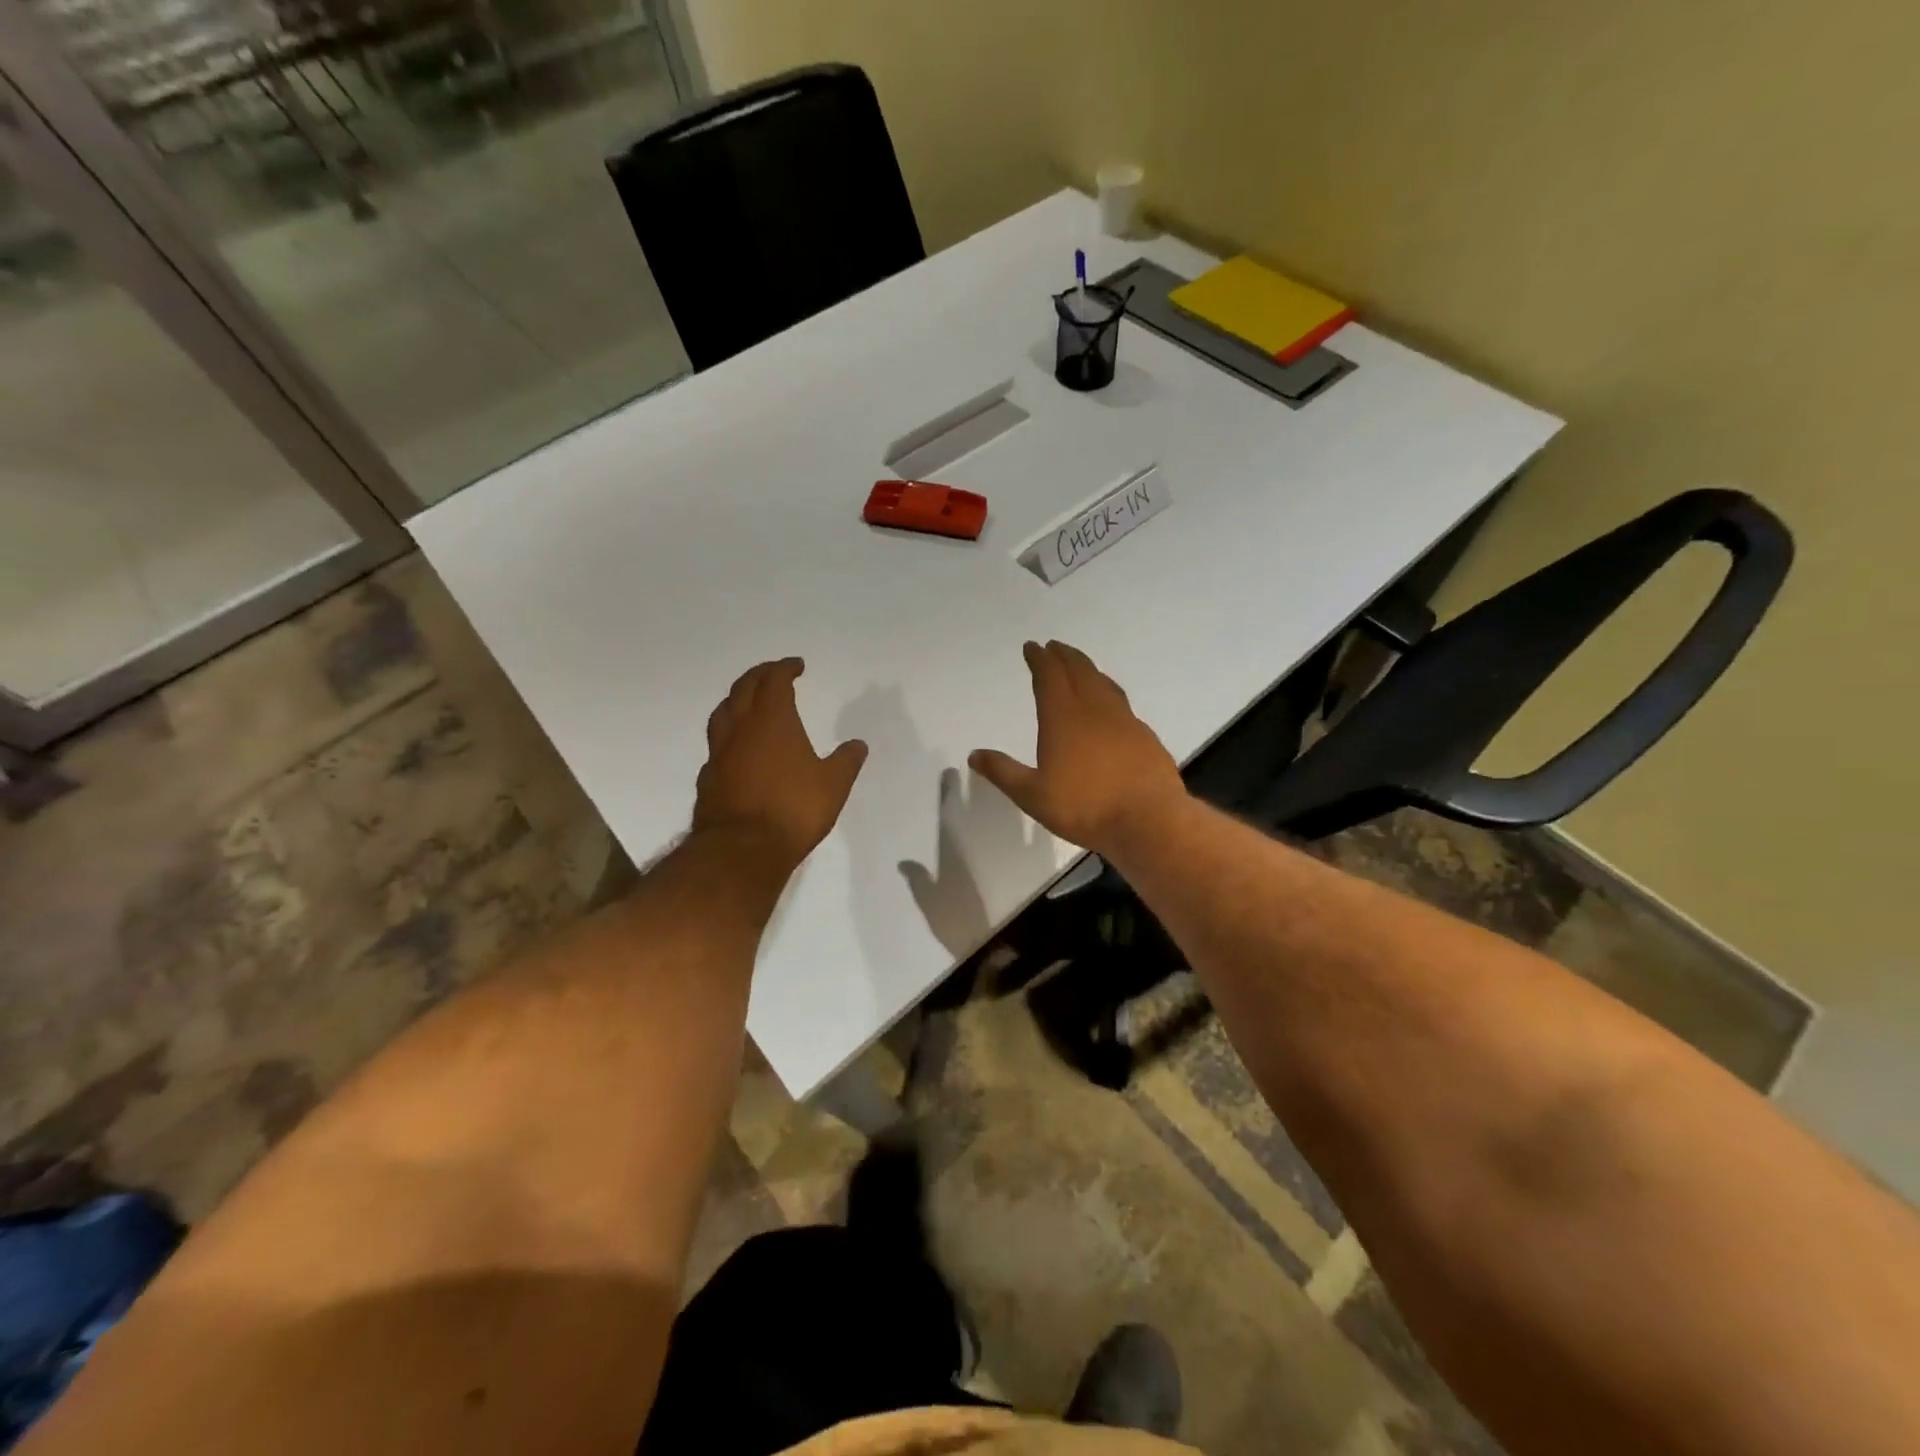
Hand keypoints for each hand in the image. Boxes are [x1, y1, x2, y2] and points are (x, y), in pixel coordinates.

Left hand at [693, 658, 867, 869]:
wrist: (742, 849)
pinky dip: (728, 734)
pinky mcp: (708, 777)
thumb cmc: (793, 809)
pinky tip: (737, 747)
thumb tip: (858, 744)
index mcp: (773, 721)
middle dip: (759, 675)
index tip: (796, 665)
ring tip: (748, 701)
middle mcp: (741, 729)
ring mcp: (719, 753)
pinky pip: (717, 744)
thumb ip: (846, 761)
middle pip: (743, 689)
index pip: (774, 681)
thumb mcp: (833, 785)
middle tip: (772, 673)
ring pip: (723, 712)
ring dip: (736, 699)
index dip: (785, 668)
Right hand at [969, 640, 1187, 853]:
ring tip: (1080, 667)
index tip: (1033, 647)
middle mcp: (1095, 710)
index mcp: (1063, 718)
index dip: (1039, 660)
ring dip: (1088, 669)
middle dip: (1064, 656)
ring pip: (1103, 684)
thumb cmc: (1085, 807)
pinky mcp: (1144, 736)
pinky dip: (1109, 693)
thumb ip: (1004, 772)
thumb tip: (974, 755)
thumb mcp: (1033, 795)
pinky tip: (1110, 707)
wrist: (1149, 820)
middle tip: (1055, 646)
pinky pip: (1122, 703)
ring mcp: (1125, 721)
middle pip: (1079, 671)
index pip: (1049, 677)